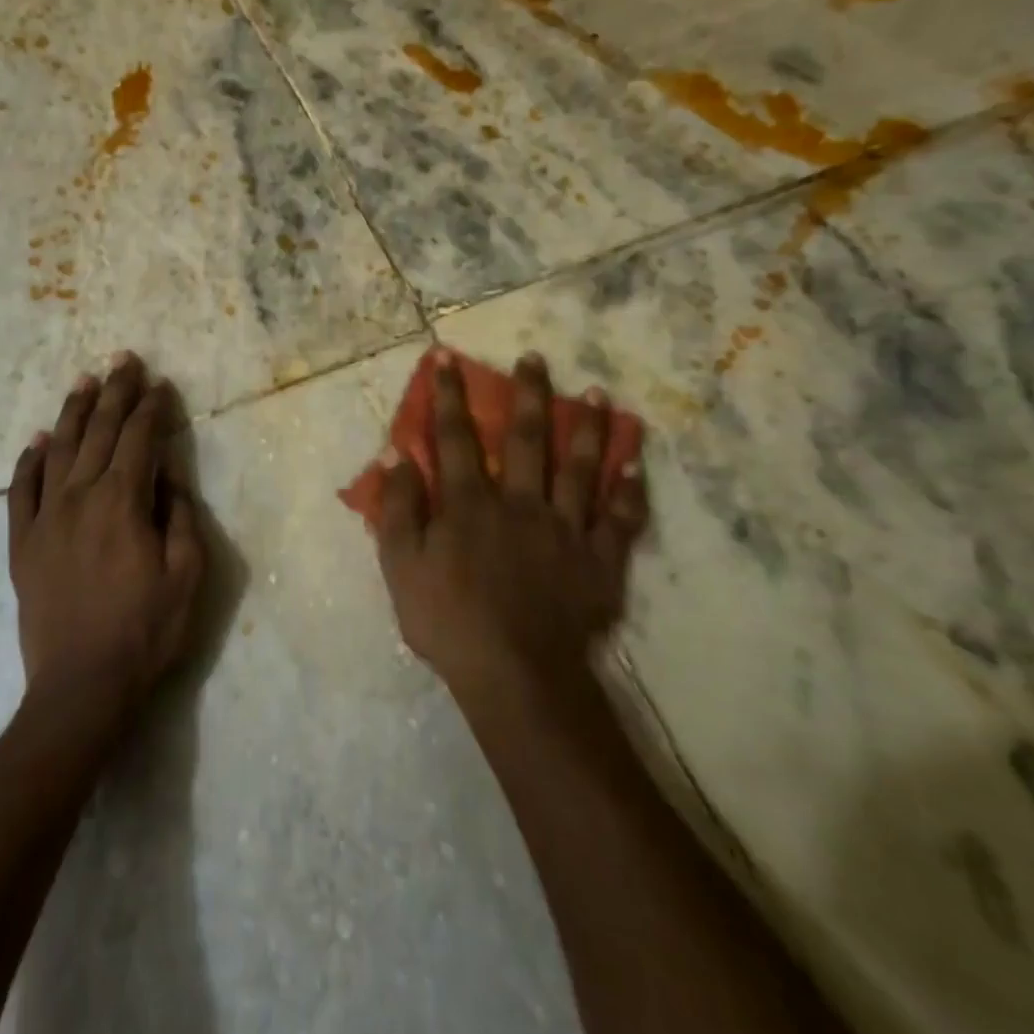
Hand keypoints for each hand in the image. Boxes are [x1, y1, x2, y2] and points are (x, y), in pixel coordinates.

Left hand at [7, 353, 205, 717]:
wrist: (81, 687)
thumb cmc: (146, 630)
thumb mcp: (187, 573)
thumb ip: (178, 513)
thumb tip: (169, 468)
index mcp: (122, 501)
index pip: (139, 438)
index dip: (152, 407)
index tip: (161, 384)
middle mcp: (80, 497)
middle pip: (99, 432)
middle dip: (115, 392)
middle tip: (124, 360)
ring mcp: (45, 518)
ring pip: (58, 450)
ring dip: (73, 412)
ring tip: (85, 382)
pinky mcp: (23, 543)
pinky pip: (21, 490)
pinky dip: (28, 461)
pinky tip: (37, 441)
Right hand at [375, 349, 648, 701]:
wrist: (516, 676)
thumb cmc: (449, 620)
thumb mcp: (401, 566)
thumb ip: (400, 508)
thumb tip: (398, 454)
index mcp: (470, 504)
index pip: (455, 437)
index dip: (448, 395)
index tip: (446, 358)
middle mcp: (520, 502)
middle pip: (526, 438)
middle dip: (527, 394)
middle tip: (536, 358)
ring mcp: (566, 529)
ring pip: (580, 467)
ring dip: (588, 427)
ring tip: (598, 393)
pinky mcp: (600, 560)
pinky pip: (620, 518)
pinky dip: (629, 489)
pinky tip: (635, 462)